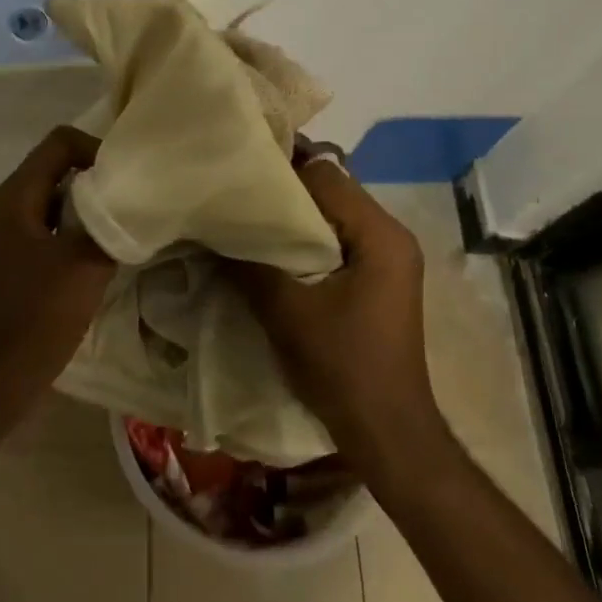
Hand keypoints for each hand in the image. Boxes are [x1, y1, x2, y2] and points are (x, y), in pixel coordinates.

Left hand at [0, 126, 116, 401]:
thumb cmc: (34, 314)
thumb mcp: (83, 262)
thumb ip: (109, 222)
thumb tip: (133, 199)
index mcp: (19, 194)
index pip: (62, 141)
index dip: (98, 149)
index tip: (128, 179)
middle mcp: (14, 205)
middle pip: (63, 167)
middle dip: (102, 178)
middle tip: (138, 200)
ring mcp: (17, 235)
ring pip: (64, 200)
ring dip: (96, 208)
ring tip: (131, 227)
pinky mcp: (25, 262)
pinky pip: (60, 229)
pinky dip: (86, 232)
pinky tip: (111, 255)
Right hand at [229, 159, 449, 475]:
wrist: (386, 431)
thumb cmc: (343, 367)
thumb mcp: (287, 312)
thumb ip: (249, 265)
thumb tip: (210, 232)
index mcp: (380, 234)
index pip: (326, 175)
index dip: (281, 170)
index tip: (239, 171)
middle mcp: (391, 236)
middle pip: (332, 191)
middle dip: (284, 193)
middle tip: (236, 195)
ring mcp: (388, 259)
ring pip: (333, 217)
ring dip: (294, 219)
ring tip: (247, 221)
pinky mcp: (378, 280)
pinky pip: (338, 242)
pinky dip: (306, 241)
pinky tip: (272, 253)